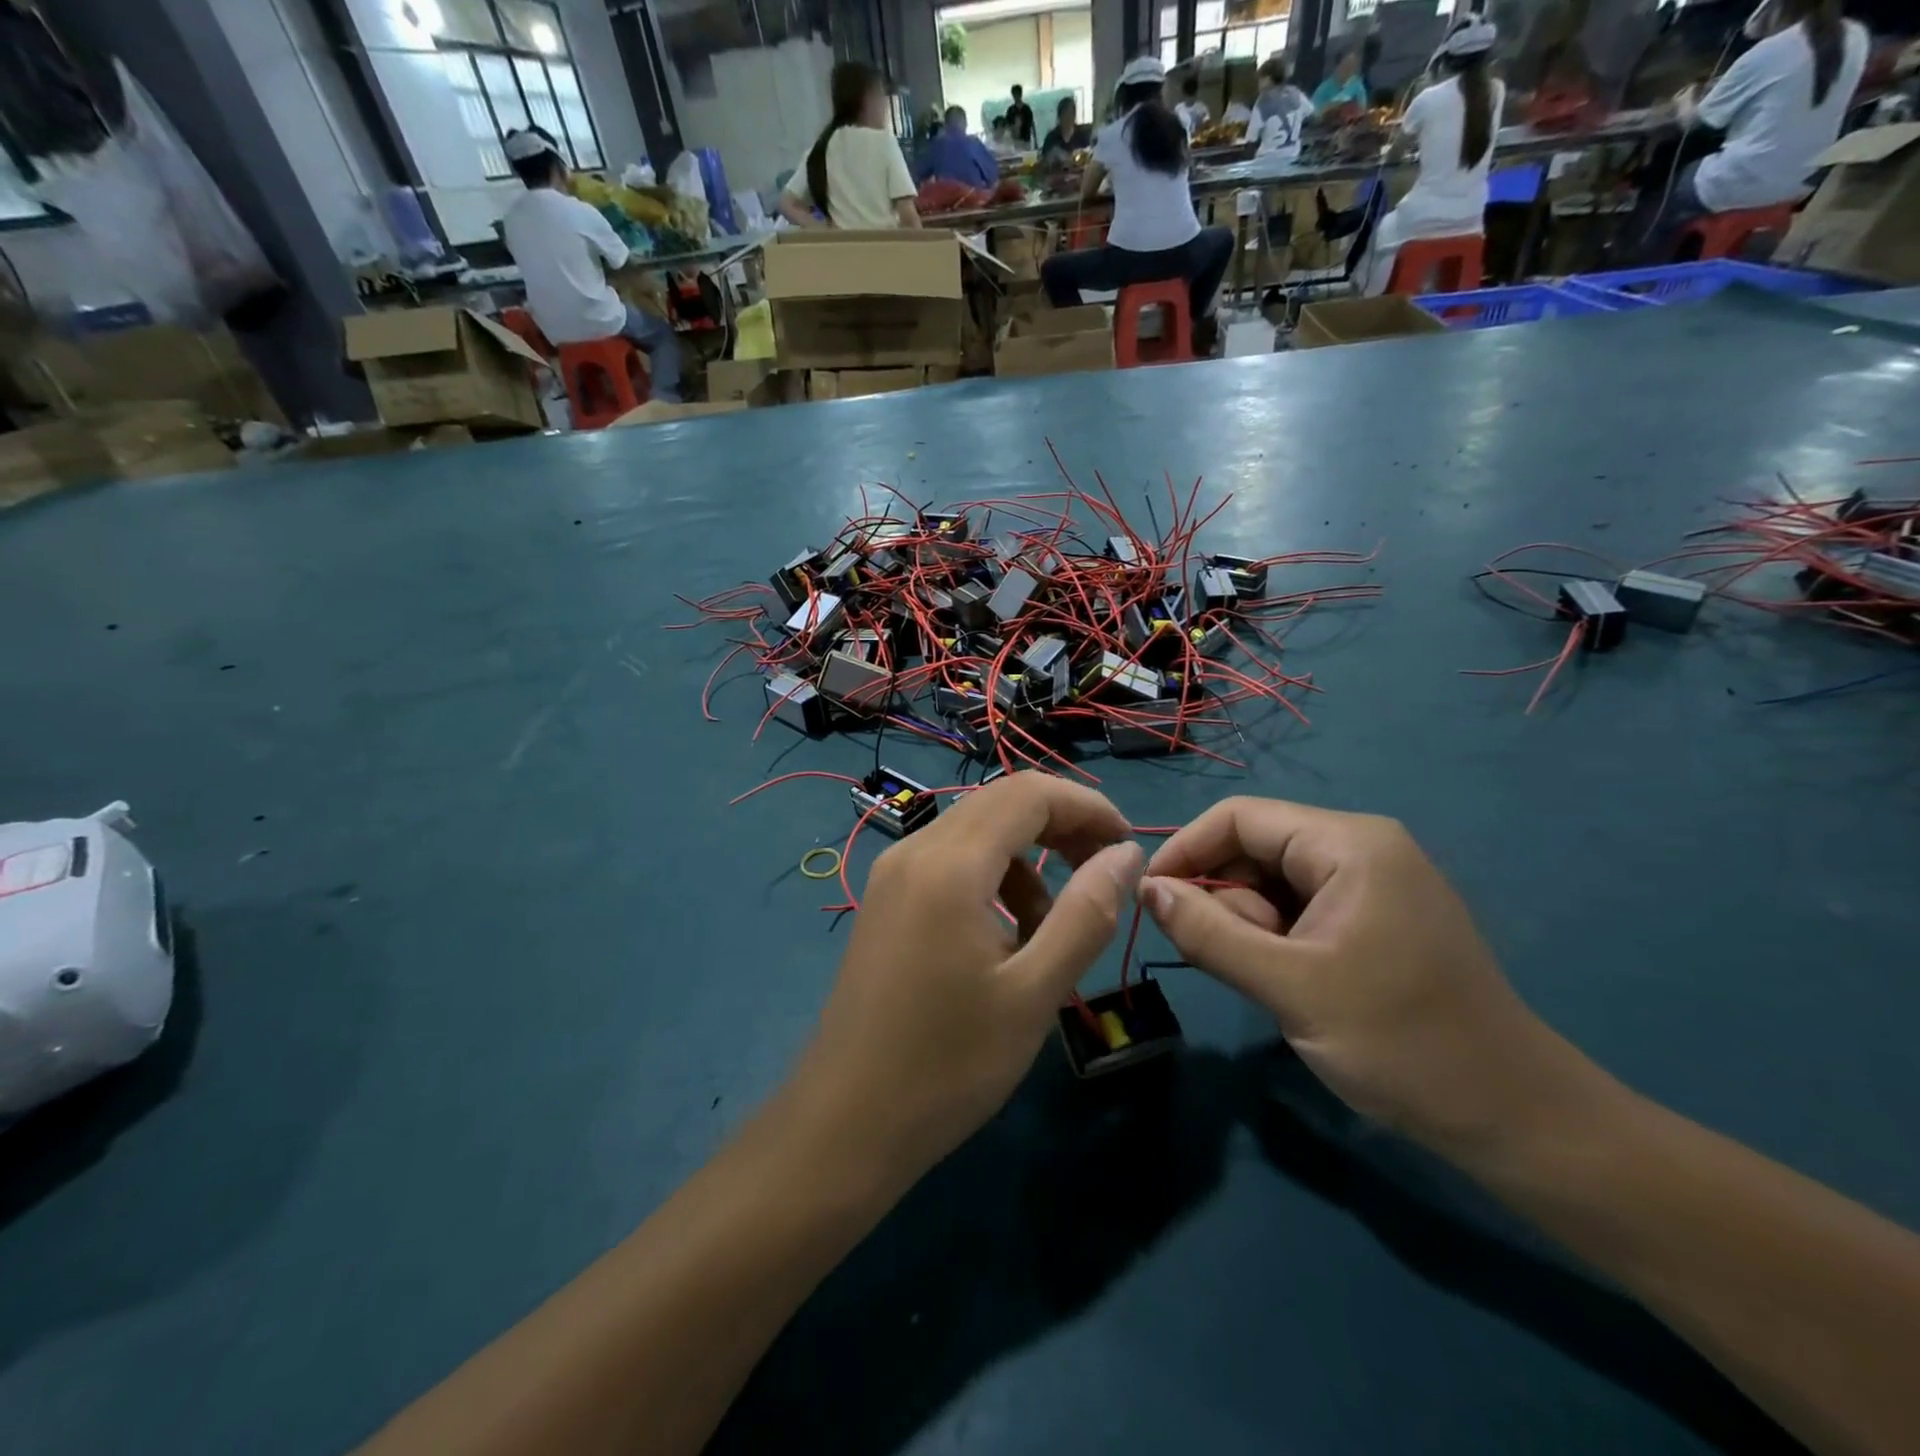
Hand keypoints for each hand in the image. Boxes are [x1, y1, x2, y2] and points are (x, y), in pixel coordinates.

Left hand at [787, 773, 1139, 1190]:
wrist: (845, 1122)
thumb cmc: (948, 1065)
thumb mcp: (1034, 993)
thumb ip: (1086, 914)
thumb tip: (1126, 853)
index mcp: (949, 865)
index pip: (1029, 793)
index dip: (1086, 807)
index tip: (1126, 847)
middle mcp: (914, 850)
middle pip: (1001, 802)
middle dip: (1061, 826)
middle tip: (1102, 875)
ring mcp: (892, 873)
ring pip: (975, 832)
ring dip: (1027, 859)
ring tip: (1052, 925)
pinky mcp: (885, 899)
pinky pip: (949, 862)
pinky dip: (992, 879)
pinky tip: (1005, 937)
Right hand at [1141, 799, 1591, 1156]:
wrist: (1515, 1119)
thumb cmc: (1402, 1043)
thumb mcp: (1289, 987)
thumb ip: (1209, 933)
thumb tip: (1148, 890)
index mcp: (1349, 843)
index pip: (1240, 817)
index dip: (1186, 850)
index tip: (1151, 900)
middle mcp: (1361, 847)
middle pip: (1255, 848)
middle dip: (1225, 898)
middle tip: (1224, 960)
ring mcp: (1371, 883)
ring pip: (1272, 882)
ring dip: (1249, 925)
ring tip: (1270, 982)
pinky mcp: (1374, 918)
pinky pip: (1299, 908)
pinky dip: (1275, 939)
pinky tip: (1287, 982)